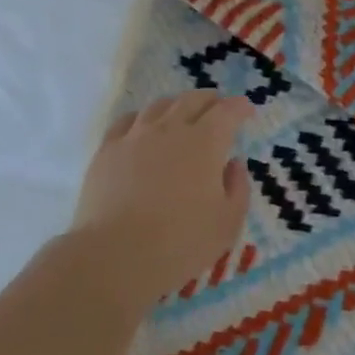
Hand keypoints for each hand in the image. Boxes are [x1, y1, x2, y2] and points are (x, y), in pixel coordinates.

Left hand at [72, 91, 254, 305]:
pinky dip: (143, 118)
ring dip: (177, 105)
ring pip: (159, 106)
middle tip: (218, 107)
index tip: (247, 110)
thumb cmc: (181, 242)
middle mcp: (171, 129)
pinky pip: (127, 121)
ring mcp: (135, 136)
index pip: (227, 111)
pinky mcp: (107, 150)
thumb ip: (238, 188)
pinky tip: (143, 127)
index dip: (240, 107)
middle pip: (193, 100)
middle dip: (210, 100)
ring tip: (182, 114)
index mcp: (206, 142)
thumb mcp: (228, 222)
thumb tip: (234, 164)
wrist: (116, 254)